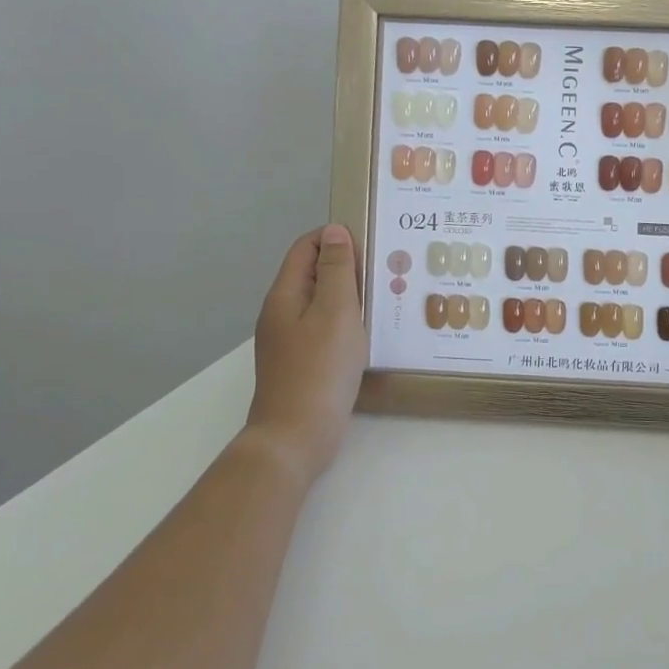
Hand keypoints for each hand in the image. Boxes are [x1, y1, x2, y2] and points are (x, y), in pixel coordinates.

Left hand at [245, 224, 369, 486]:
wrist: (296, 436)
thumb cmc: (319, 369)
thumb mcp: (335, 312)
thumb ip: (337, 270)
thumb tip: (334, 231)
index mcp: (284, 295)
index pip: (305, 248)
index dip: (335, 238)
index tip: (372, 242)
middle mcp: (281, 313)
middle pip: (313, 275)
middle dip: (347, 267)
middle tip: (387, 270)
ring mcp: (289, 341)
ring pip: (321, 304)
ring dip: (350, 297)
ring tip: (386, 299)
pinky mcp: (302, 364)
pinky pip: (325, 330)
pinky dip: (347, 323)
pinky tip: (371, 334)